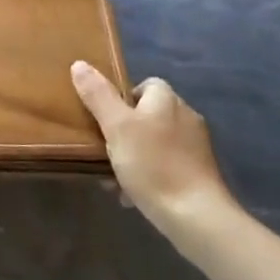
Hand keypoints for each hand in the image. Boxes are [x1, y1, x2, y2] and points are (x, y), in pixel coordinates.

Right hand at [71, 62, 238, 229]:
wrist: (196, 216)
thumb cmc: (153, 164)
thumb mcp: (117, 127)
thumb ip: (98, 95)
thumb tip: (79, 63)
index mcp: (167, 99)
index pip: (143, 85)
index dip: (121, 99)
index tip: (103, 119)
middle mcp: (185, 116)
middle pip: (147, 115)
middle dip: (123, 133)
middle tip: (103, 152)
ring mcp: (195, 146)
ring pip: (155, 144)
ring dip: (133, 158)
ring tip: (113, 180)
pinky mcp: (200, 174)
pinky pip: (166, 166)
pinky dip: (149, 176)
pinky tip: (133, 196)